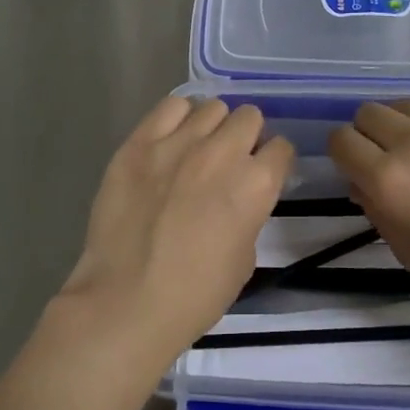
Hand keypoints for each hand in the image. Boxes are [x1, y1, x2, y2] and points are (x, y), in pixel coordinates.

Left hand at [57, 97, 292, 370]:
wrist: (127, 302)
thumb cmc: (195, 294)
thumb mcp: (245, 258)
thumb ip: (249, 213)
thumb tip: (239, 196)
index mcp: (256, 184)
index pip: (282, 148)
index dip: (273, 162)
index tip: (262, 173)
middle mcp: (223, 152)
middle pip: (249, 117)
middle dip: (246, 137)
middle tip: (229, 160)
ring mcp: (179, 142)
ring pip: (212, 107)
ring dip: (212, 127)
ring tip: (197, 149)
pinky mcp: (141, 141)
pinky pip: (170, 106)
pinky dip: (178, 119)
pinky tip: (171, 140)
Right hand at [328, 101, 409, 323]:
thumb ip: (376, 211)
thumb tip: (361, 180)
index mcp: (390, 181)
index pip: (340, 139)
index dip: (344, 153)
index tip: (359, 166)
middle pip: (368, 112)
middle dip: (371, 134)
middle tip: (393, 157)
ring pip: (406, 103)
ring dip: (407, 124)